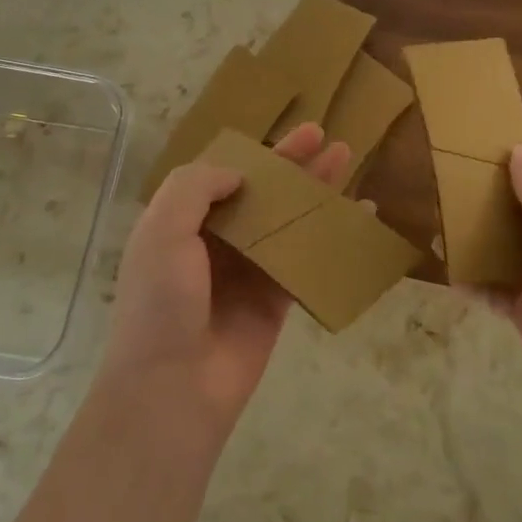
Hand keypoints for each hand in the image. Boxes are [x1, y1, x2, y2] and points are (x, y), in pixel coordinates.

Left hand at [99, 122, 350, 439]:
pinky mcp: (275, 299)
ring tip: (346, 159)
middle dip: (292, 164)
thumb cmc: (162, 302)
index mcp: (182, 222)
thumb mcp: (163, 230)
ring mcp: (247, 271)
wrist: (173, 388)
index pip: (222, 176)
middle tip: (324, 136)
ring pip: (287, 220)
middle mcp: (214, 242)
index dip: (255, 153)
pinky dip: (330, 236)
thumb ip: (196, 187)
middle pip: (260, 193)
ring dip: (315, 192)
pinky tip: (359, 215)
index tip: (282, 134)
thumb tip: (238, 172)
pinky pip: (306, 259)